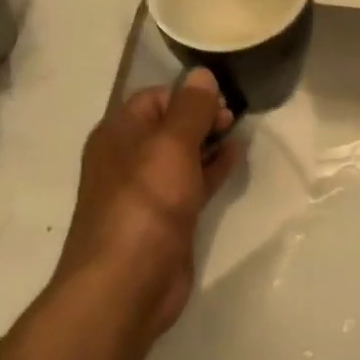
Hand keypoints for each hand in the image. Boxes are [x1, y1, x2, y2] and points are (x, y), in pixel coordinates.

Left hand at [56, 68, 241, 336]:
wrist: (126, 285)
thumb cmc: (145, 204)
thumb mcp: (170, 147)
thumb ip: (190, 109)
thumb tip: (201, 74)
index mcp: (118, 134)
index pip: (154, 97)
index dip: (187, 94)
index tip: (221, 99)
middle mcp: (129, 158)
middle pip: (169, 124)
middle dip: (201, 116)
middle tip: (234, 117)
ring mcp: (148, 190)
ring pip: (183, 154)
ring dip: (210, 140)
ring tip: (240, 131)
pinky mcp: (168, 217)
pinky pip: (193, 182)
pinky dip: (213, 168)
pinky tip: (236, 157)